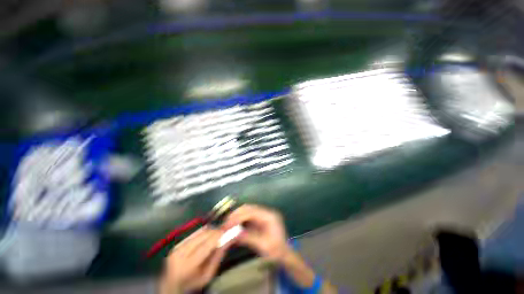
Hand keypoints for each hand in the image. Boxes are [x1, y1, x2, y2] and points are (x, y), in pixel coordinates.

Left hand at [160, 227, 229, 293]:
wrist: (171, 285)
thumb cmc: (192, 283)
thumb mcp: (208, 275)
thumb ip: (218, 256)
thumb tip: (229, 239)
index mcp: (188, 265)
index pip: (207, 244)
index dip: (219, 235)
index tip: (229, 230)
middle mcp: (181, 252)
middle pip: (204, 234)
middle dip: (217, 231)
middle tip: (225, 232)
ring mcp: (178, 246)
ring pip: (200, 231)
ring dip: (211, 231)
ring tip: (217, 236)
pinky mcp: (178, 242)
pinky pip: (195, 232)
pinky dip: (204, 232)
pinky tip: (207, 238)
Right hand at [224, 204, 290, 261]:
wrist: (285, 254)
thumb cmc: (276, 251)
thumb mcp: (263, 245)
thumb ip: (248, 237)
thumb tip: (233, 234)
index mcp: (269, 216)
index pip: (251, 212)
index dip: (239, 217)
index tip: (228, 224)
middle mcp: (266, 213)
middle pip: (249, 208)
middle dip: (237, 214)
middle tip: (226, 223)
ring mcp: (263, 215)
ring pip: (248, 211)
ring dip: (238, 216)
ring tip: (228, 224)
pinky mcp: (260, 220)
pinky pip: (248, 217)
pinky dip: (241, 220)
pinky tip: (235, 226)